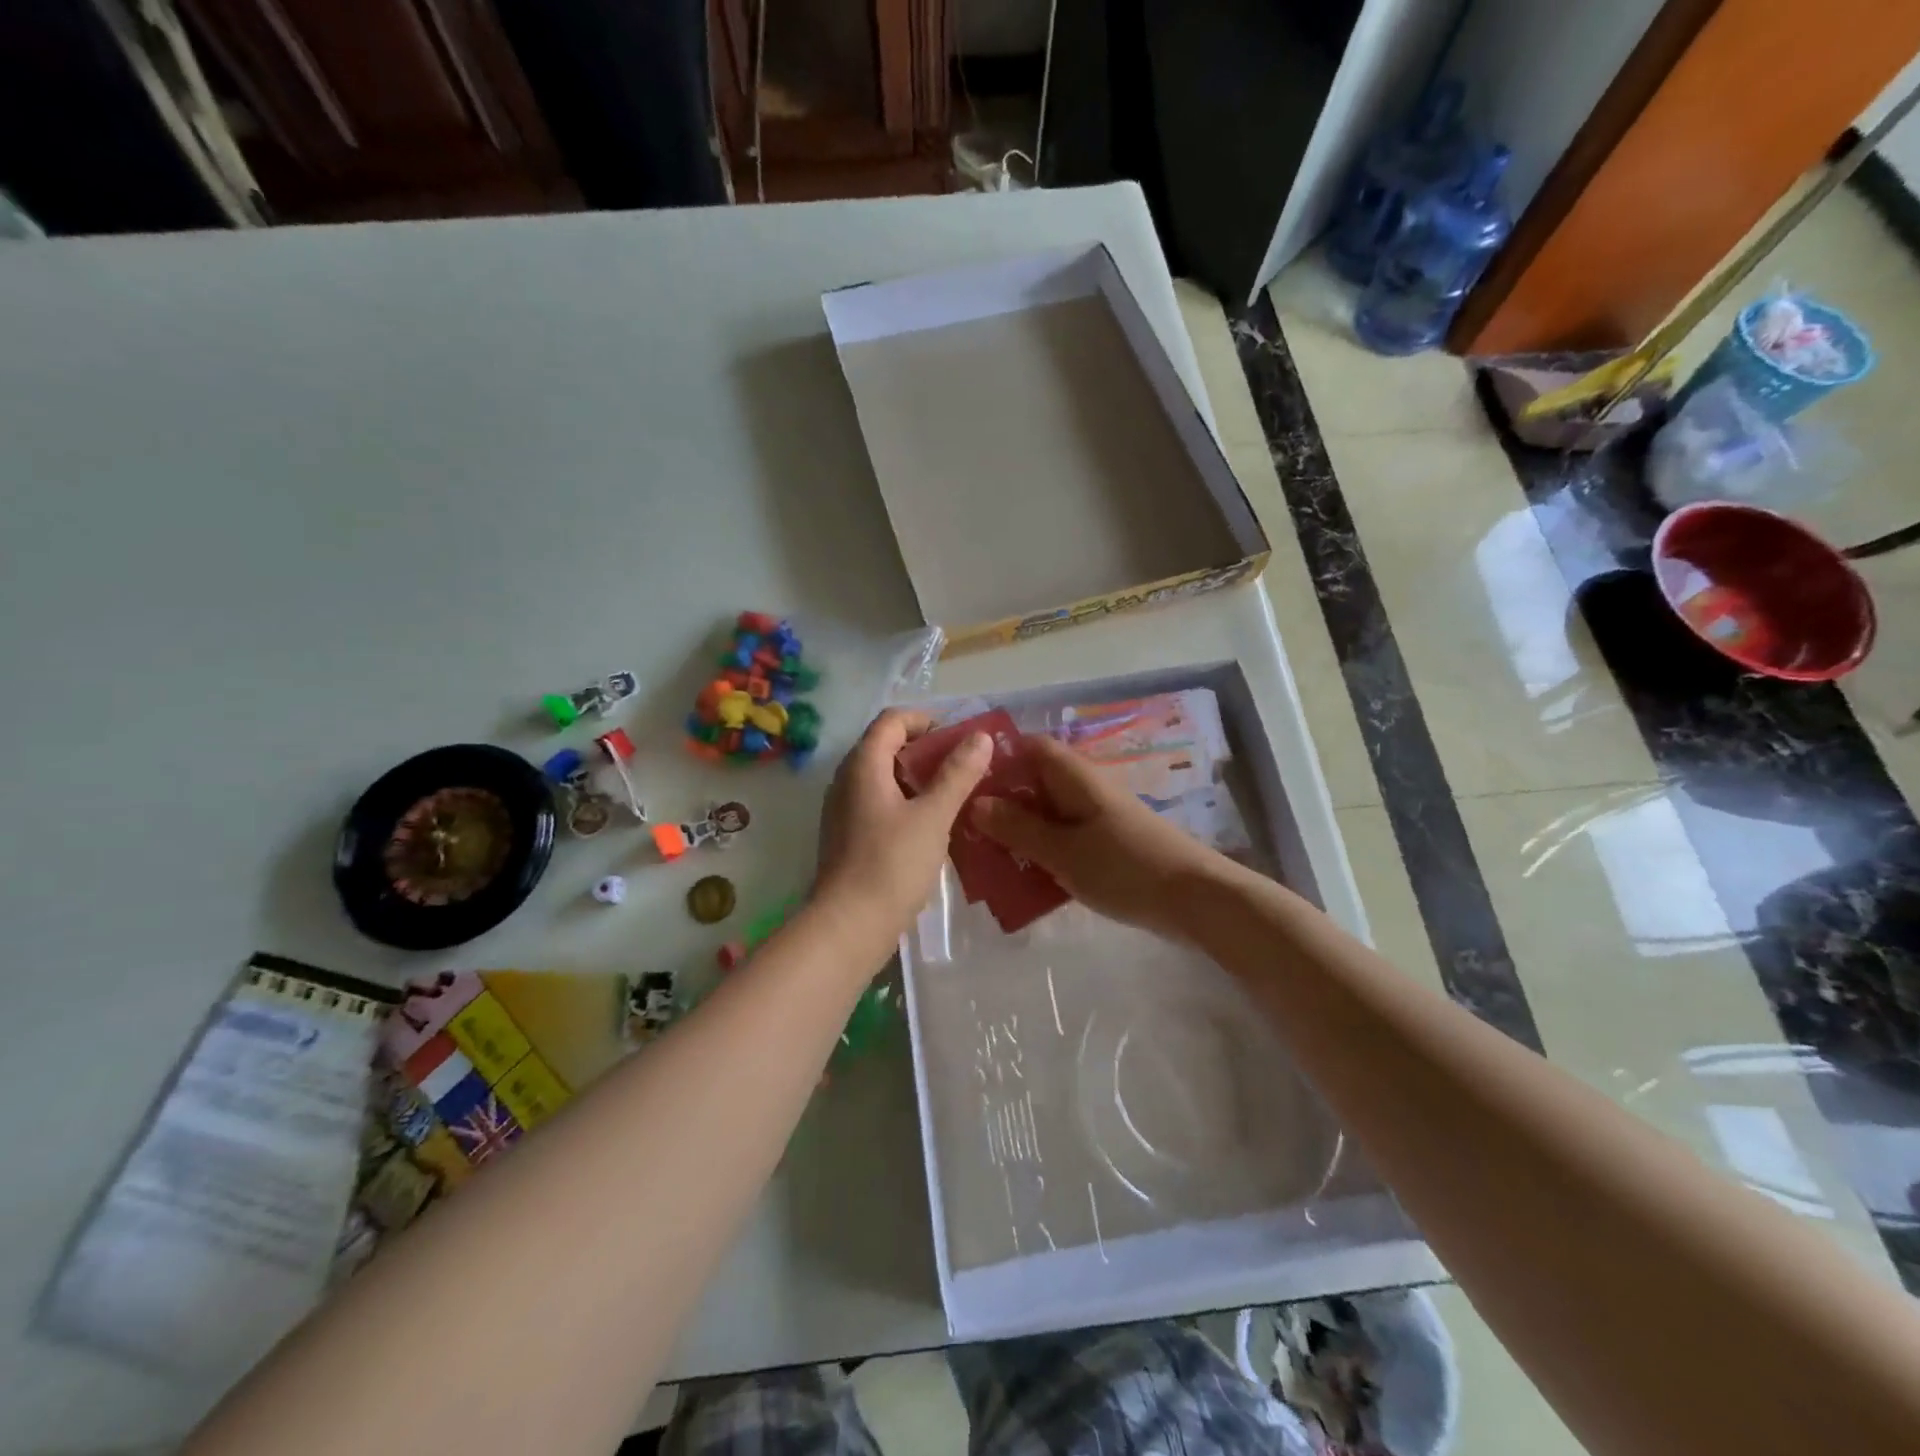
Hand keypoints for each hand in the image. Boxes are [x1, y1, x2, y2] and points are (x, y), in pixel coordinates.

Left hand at [814, 709, 992, 949]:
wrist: (849, 927)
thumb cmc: (892, 865)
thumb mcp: (933, 816)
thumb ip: (957, 774)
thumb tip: (980, 737)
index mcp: (863, 765)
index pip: (893, 720)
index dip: (928, 721)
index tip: (961, 740)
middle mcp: (847, 780)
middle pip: (888, 746)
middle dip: (928, 751)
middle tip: (966, 767)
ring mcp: (844, 809)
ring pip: (885, 778)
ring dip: (920, 779)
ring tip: (957, 796)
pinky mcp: (849, 836)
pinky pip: (880, 804)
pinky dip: (907, 803)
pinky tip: (933, 827)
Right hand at [972, 734, 1231, 941]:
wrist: (1194, 900)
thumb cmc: (1124, 867)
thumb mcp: (1063, 850)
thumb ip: (1018, 828)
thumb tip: (976, 803)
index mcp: (1074, 777)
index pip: (1029, 747)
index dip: (996, 758)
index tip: (962, 782)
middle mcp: (1084, 789)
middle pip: (1033, 783)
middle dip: (1000, 803)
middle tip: (965, 830)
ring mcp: (1097, 817)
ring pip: (1046, 815)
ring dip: (1018, 833)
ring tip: (985, 858)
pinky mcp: (1106, 845)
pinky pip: (1063, 839)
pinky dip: (1041, 852)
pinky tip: (1022, 880)